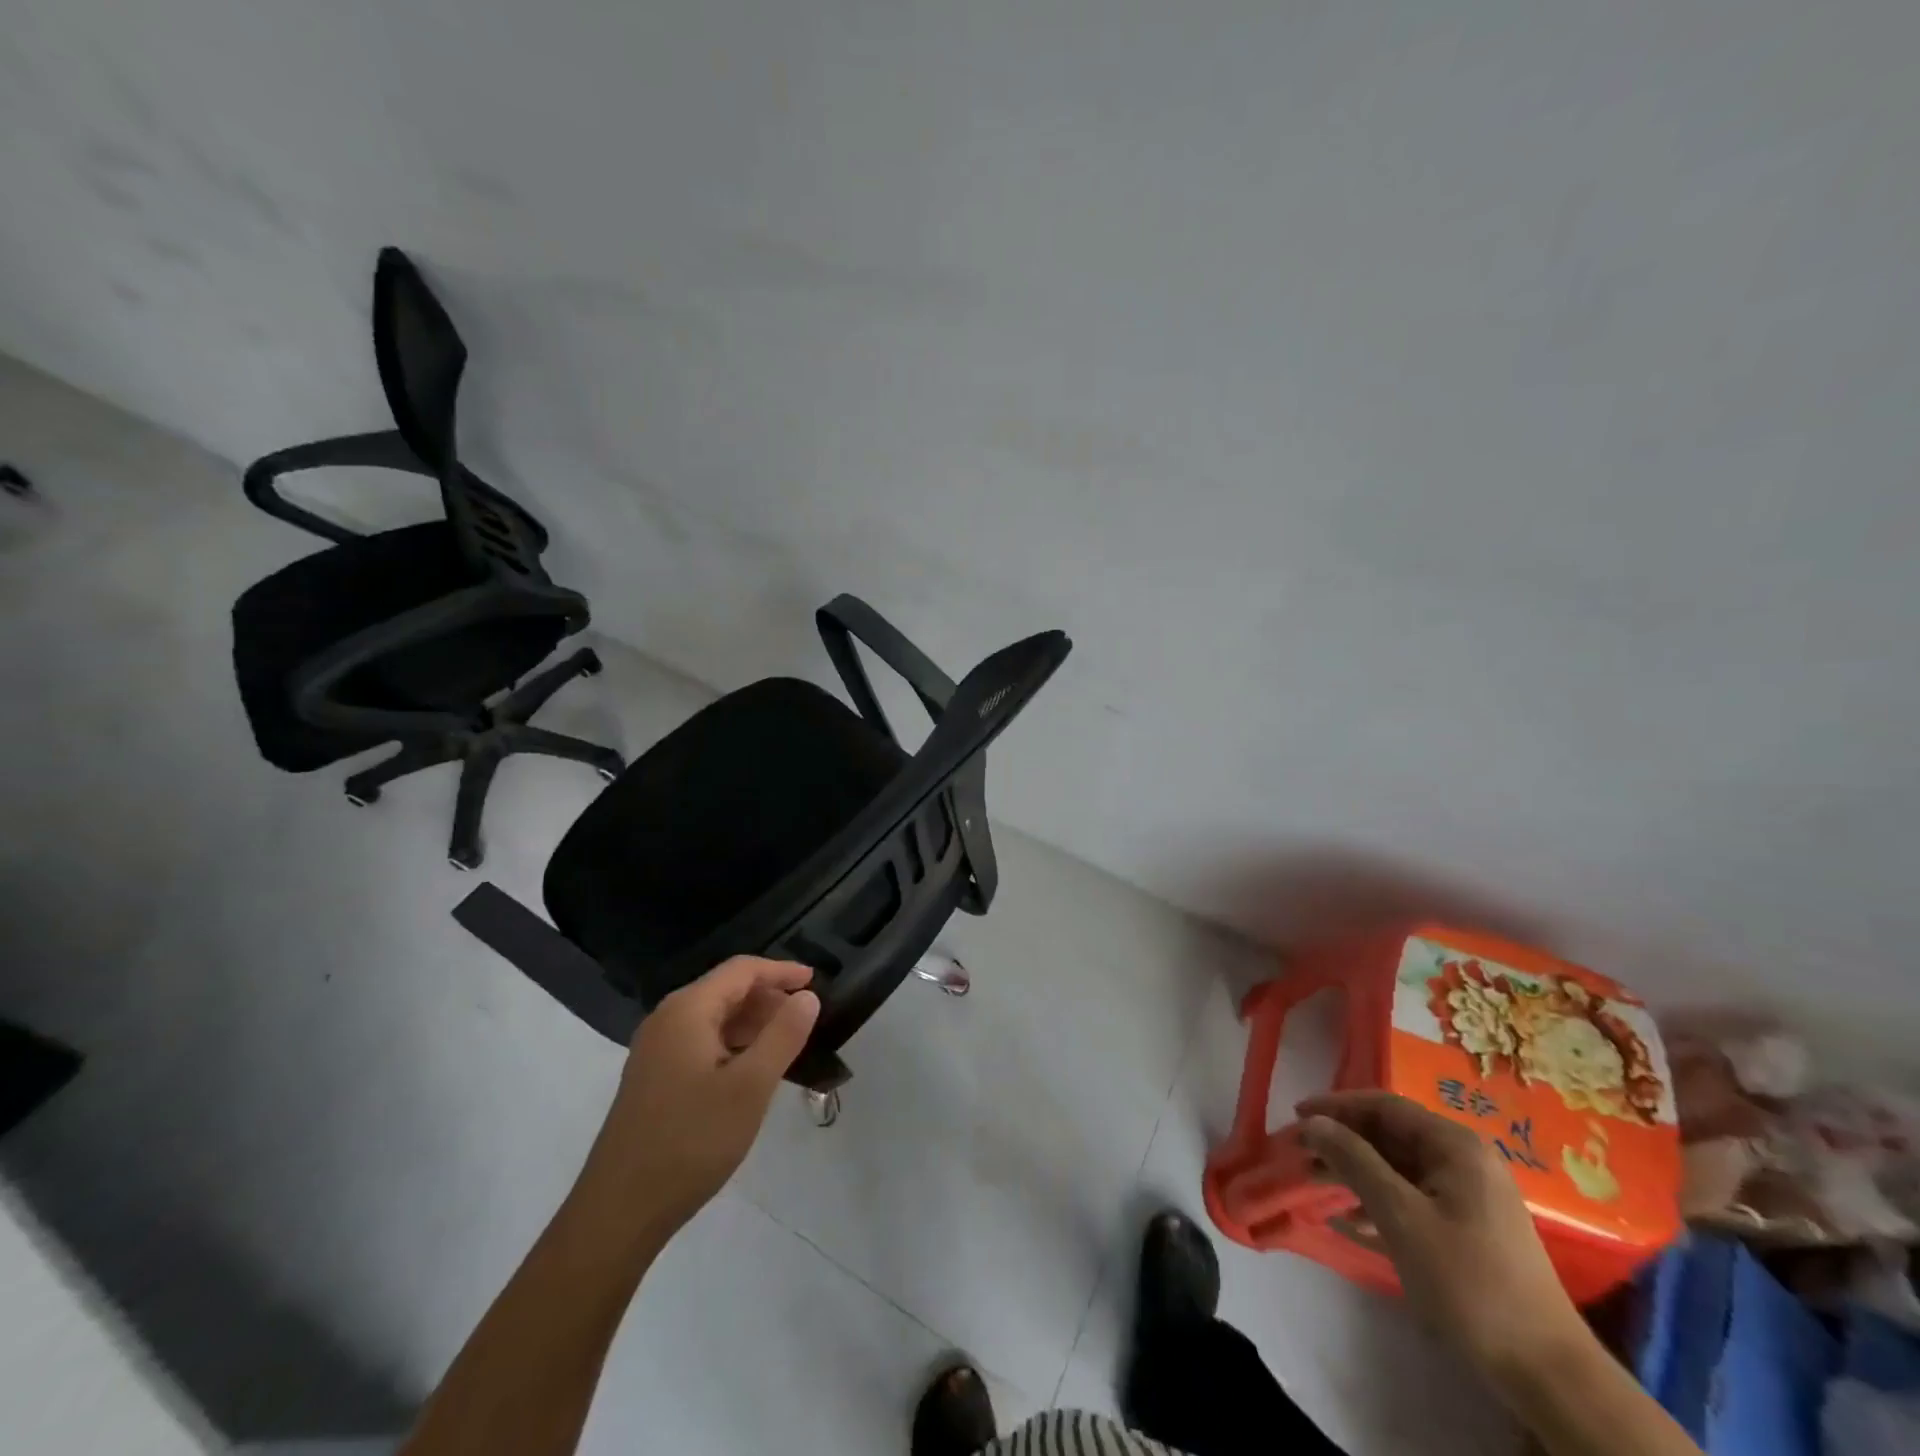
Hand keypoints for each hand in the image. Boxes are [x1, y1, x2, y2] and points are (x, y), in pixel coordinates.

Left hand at [573, 957, 819, 1243]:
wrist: (620, 1212)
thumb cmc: (691, 1141)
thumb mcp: (750, 1088)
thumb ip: (783, 1035)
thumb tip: (807, 996)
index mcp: (687, 1011)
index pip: (741, 970)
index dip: (780, 971)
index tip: (816, 980)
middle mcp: (667, 1020)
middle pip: (726, 990)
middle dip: (769, 997)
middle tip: (806, 1018)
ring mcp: (656, 1050)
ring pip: (715, 1018)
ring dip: (753, 1023)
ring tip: (788, 1044)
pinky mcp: (655, 1078)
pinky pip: (702, 1043)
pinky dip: (734, 1045)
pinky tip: (754, 1071)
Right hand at [1297, 1090, 1585, 1379]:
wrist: (1545, 1371)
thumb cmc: (1467, 1281)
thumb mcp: (1400, 1216)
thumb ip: (1354, 1160)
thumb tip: (1313, 1122)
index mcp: (1455, 1146)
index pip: (1383, 1106)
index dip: (1336, 1106)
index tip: (1296, 1116)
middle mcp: (1465, 1160)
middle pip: (1390, 1134)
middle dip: (1343, 1141)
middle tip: (1301, 1153)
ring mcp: (1470, 1195)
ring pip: (1398, 1167)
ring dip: (1356, 1171)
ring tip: (1315, 1183)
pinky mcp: (1470, 1227)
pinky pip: (1413, 1196)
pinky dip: (1379, 1200)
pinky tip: (1352, 1222)